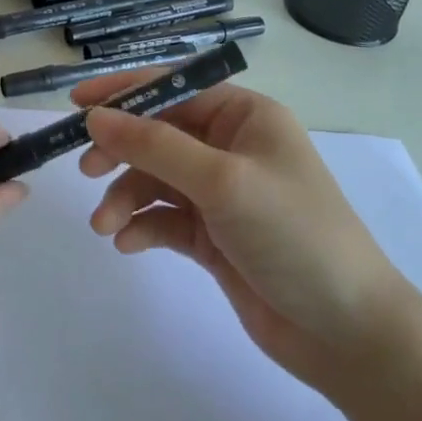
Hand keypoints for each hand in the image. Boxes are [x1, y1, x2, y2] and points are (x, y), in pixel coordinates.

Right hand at [73, 71, 405, 396]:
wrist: (345, 332)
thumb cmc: (293, 235)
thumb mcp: (222, 181)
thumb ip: (154, 146)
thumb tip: (94, 117)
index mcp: (245, 116)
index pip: (175, 88)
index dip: (124, 92)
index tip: (76, 105)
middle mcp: (231, 147)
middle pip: (159, 134)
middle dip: (121, 152)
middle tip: (86, 171)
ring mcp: (221, 193)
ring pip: (155, 179)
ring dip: (126, 197)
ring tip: (105, 226)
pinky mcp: (212, 236)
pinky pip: (164, 218)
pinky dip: (142, 226)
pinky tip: (126, 243)